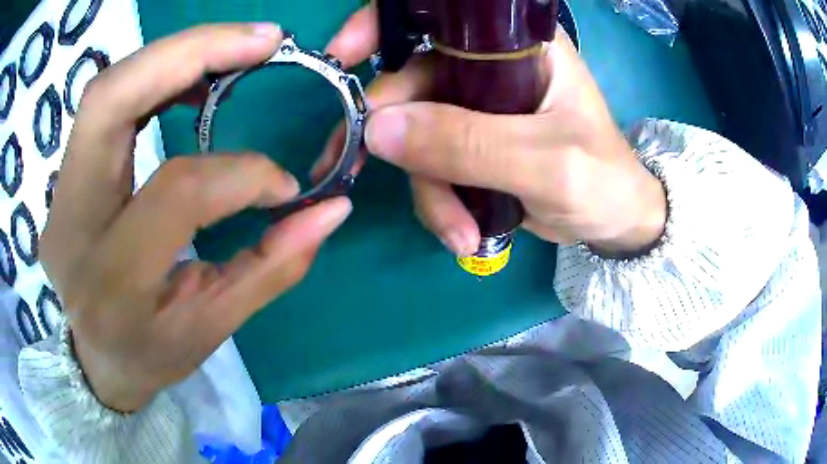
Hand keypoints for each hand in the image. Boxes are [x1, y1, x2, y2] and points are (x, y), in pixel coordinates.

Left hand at [40, 23, 351, 412]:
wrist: (96, 357)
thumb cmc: (151, 352)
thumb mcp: (213, 327)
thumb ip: (272, 266)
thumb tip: (333, 208)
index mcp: (113, 281)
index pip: (177, 193)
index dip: (242, 174)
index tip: (285, 183)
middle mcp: (72, 222)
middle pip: (113, 100)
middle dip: (193, 51)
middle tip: (263, 40)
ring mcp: (60, 192)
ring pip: (107, 89)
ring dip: (175, 54)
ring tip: (236, 49)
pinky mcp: (63, 176)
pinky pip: (105, 102)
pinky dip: (154, 74)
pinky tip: (193, 75)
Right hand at [320, 6, 664, 255]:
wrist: (612, 221)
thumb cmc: (601, 180)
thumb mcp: (546, 163)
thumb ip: (469, 143)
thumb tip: (376, 129)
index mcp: (517, 45)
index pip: (439, 15)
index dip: (381, 23)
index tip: (342, 55)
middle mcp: (489, 65)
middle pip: (410, 83)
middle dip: (390, 135)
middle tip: (355, 170)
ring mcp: (474, 106)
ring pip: (413, 134)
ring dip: (427, 188)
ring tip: (459, 231)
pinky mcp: (468, 143)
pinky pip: (428, 165)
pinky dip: (437, 201)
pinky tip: (464, 232)